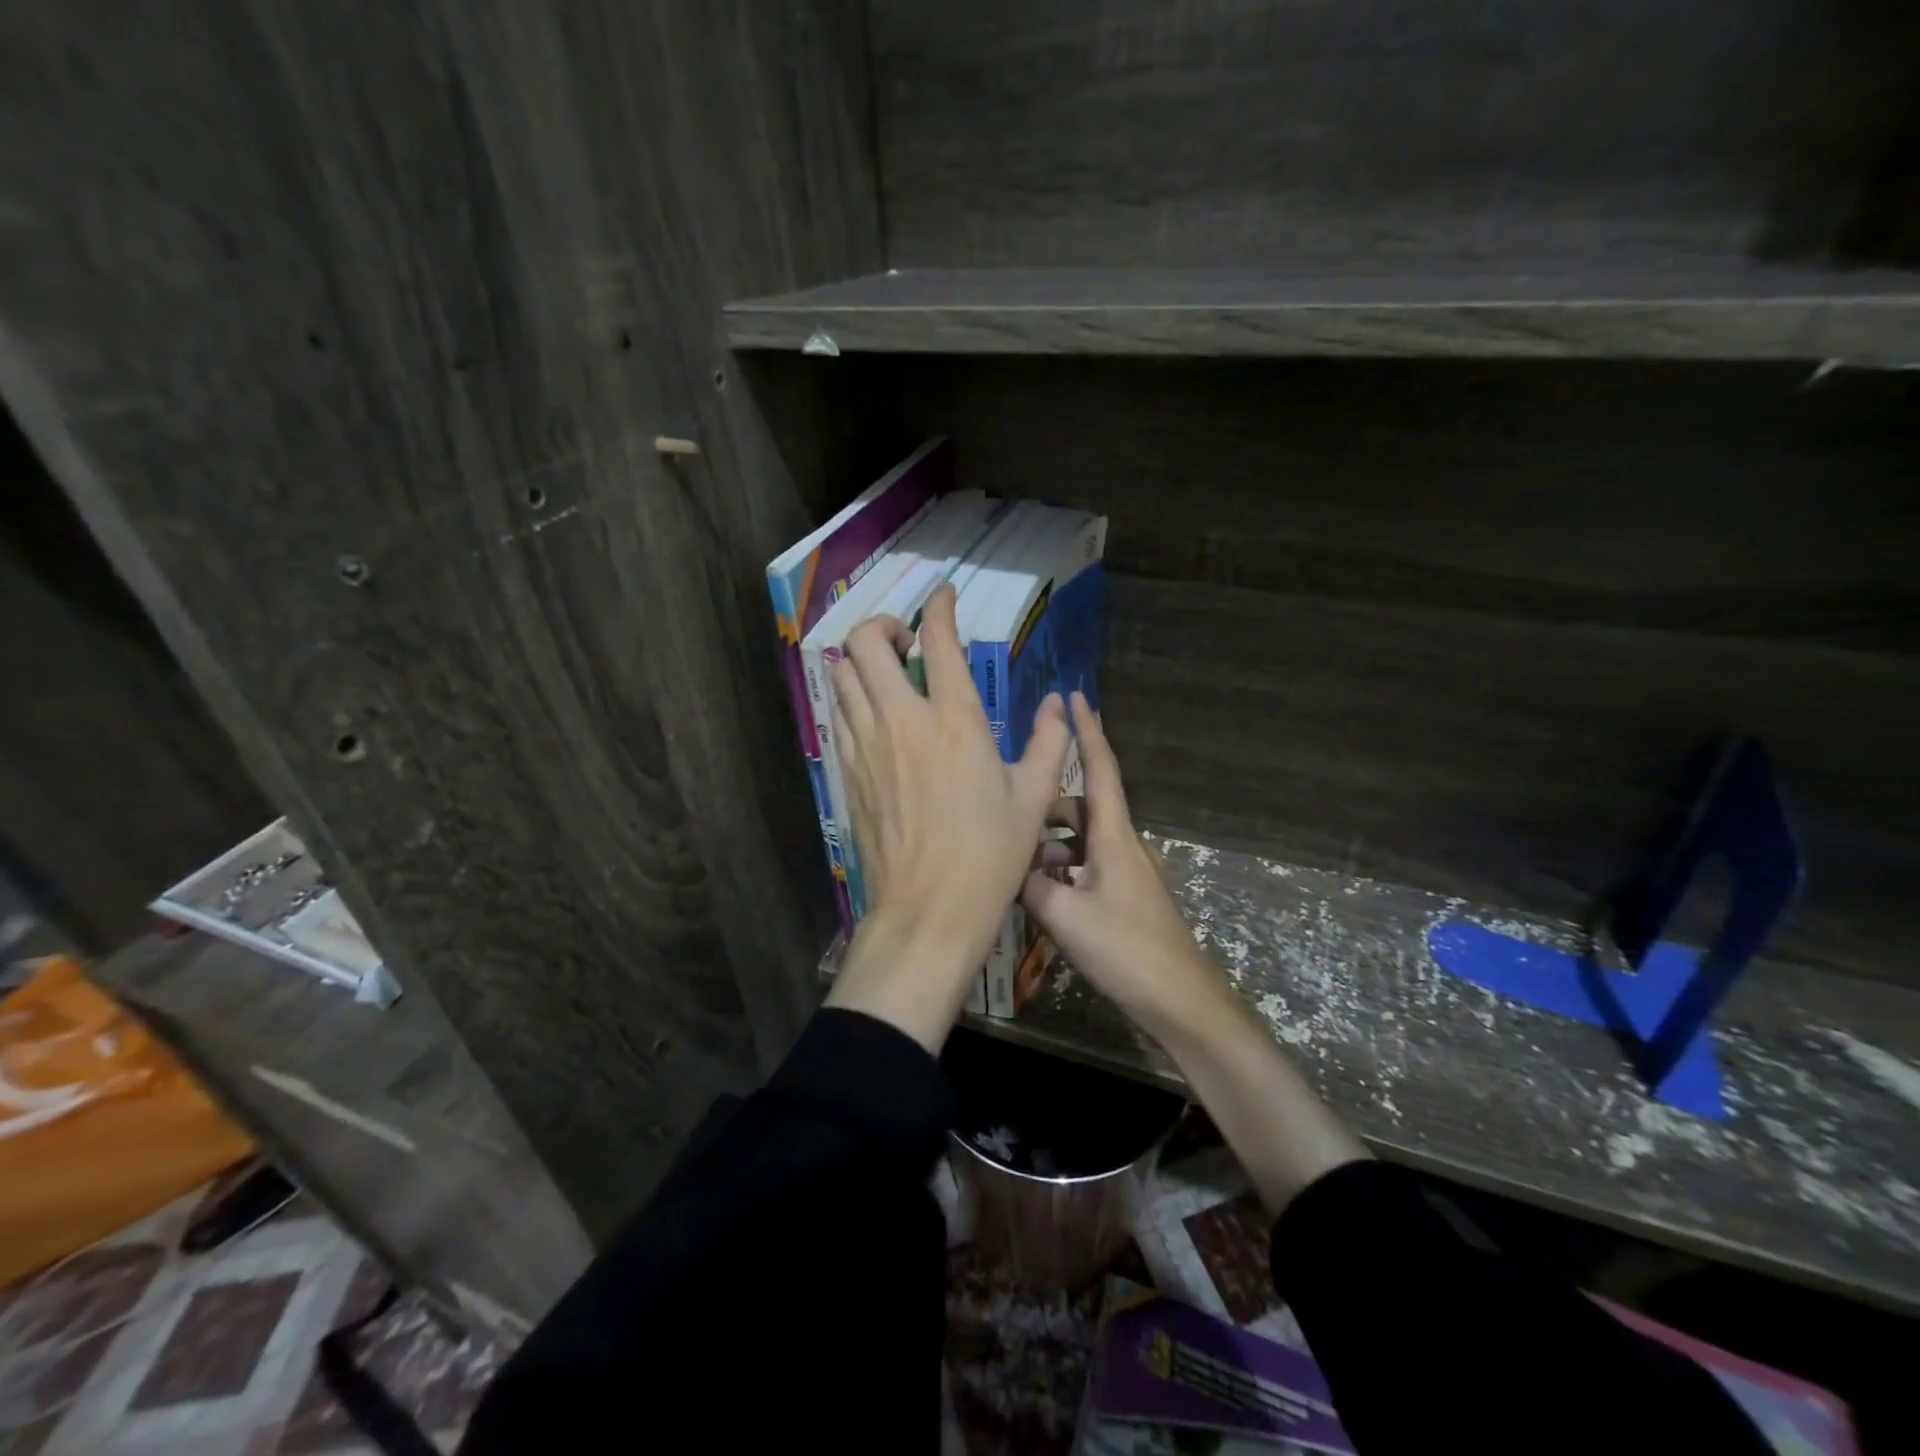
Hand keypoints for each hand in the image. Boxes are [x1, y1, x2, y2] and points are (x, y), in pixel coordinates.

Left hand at [825, 585, 1070, 1049]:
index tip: (945, 597)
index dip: (940, 607)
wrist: (927, 911)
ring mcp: (866, 746)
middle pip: (866, 643)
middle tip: (907, 642)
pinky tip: (876, 717)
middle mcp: (902, 722)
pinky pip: (839, 715)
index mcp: (955, 722)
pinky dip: (853, 699)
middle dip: (883, 624)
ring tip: (889, 675)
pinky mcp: (848, 772)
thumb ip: (1049, 743)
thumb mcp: (1033, 799)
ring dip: (863, 661)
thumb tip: (1060, 705)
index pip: (937, 641)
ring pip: (843, 675)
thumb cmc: (989, 857)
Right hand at [1021, 693, 1231, 1034]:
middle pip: (1081, 808)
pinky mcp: (1123, 899)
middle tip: (1011, 816)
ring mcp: (1125, 873)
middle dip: (1046, 806)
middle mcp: (1121, 845)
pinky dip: (1061, 872)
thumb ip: (1028, 885)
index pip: (1101, 768)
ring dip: (1049, 846)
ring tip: (1016, 866)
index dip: (1087, 731)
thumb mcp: (1063, 915)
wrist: (1179, 1000)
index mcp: (1113, 836)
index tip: (1075, 697)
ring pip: (1080, 842)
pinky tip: (1037, 897)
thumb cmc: (1125, 949)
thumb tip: (1005, 866)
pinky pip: (1085, 868)